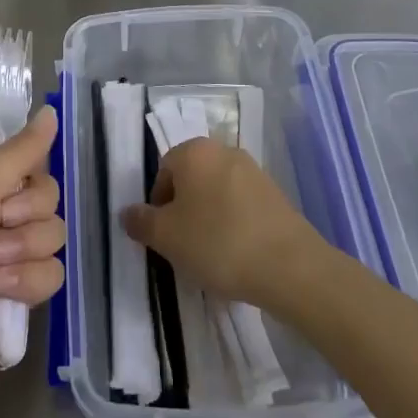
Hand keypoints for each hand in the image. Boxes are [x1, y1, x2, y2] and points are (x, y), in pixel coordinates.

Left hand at [0, 106, 65, 386]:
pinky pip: (51, 273)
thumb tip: (52, 110)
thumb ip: (20, 150)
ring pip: (53, 235)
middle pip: (47, 196)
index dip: (29, 173)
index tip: (15, 184)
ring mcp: (6, 251)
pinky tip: (1, 291)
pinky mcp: (17, 289)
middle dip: (27, 215)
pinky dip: (28, 282)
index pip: (26, 159)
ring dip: (25, 250)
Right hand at [120, 137, 323, 310]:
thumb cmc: (218, 243)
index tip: (163, 236)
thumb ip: (141, 222)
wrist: (290, 266)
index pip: (163, 170)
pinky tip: (237, 256)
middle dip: (184, 211)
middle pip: (191, 180)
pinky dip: (234, 226)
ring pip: (217, 194)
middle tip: (183, 246)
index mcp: (194, 151)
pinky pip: (242, 207)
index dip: (157, 205)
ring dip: (209, 219)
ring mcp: (254, 171)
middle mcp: (224, 151)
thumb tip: (128, 213)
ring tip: (211, 256)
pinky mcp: (276, 195)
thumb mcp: (166, 237)